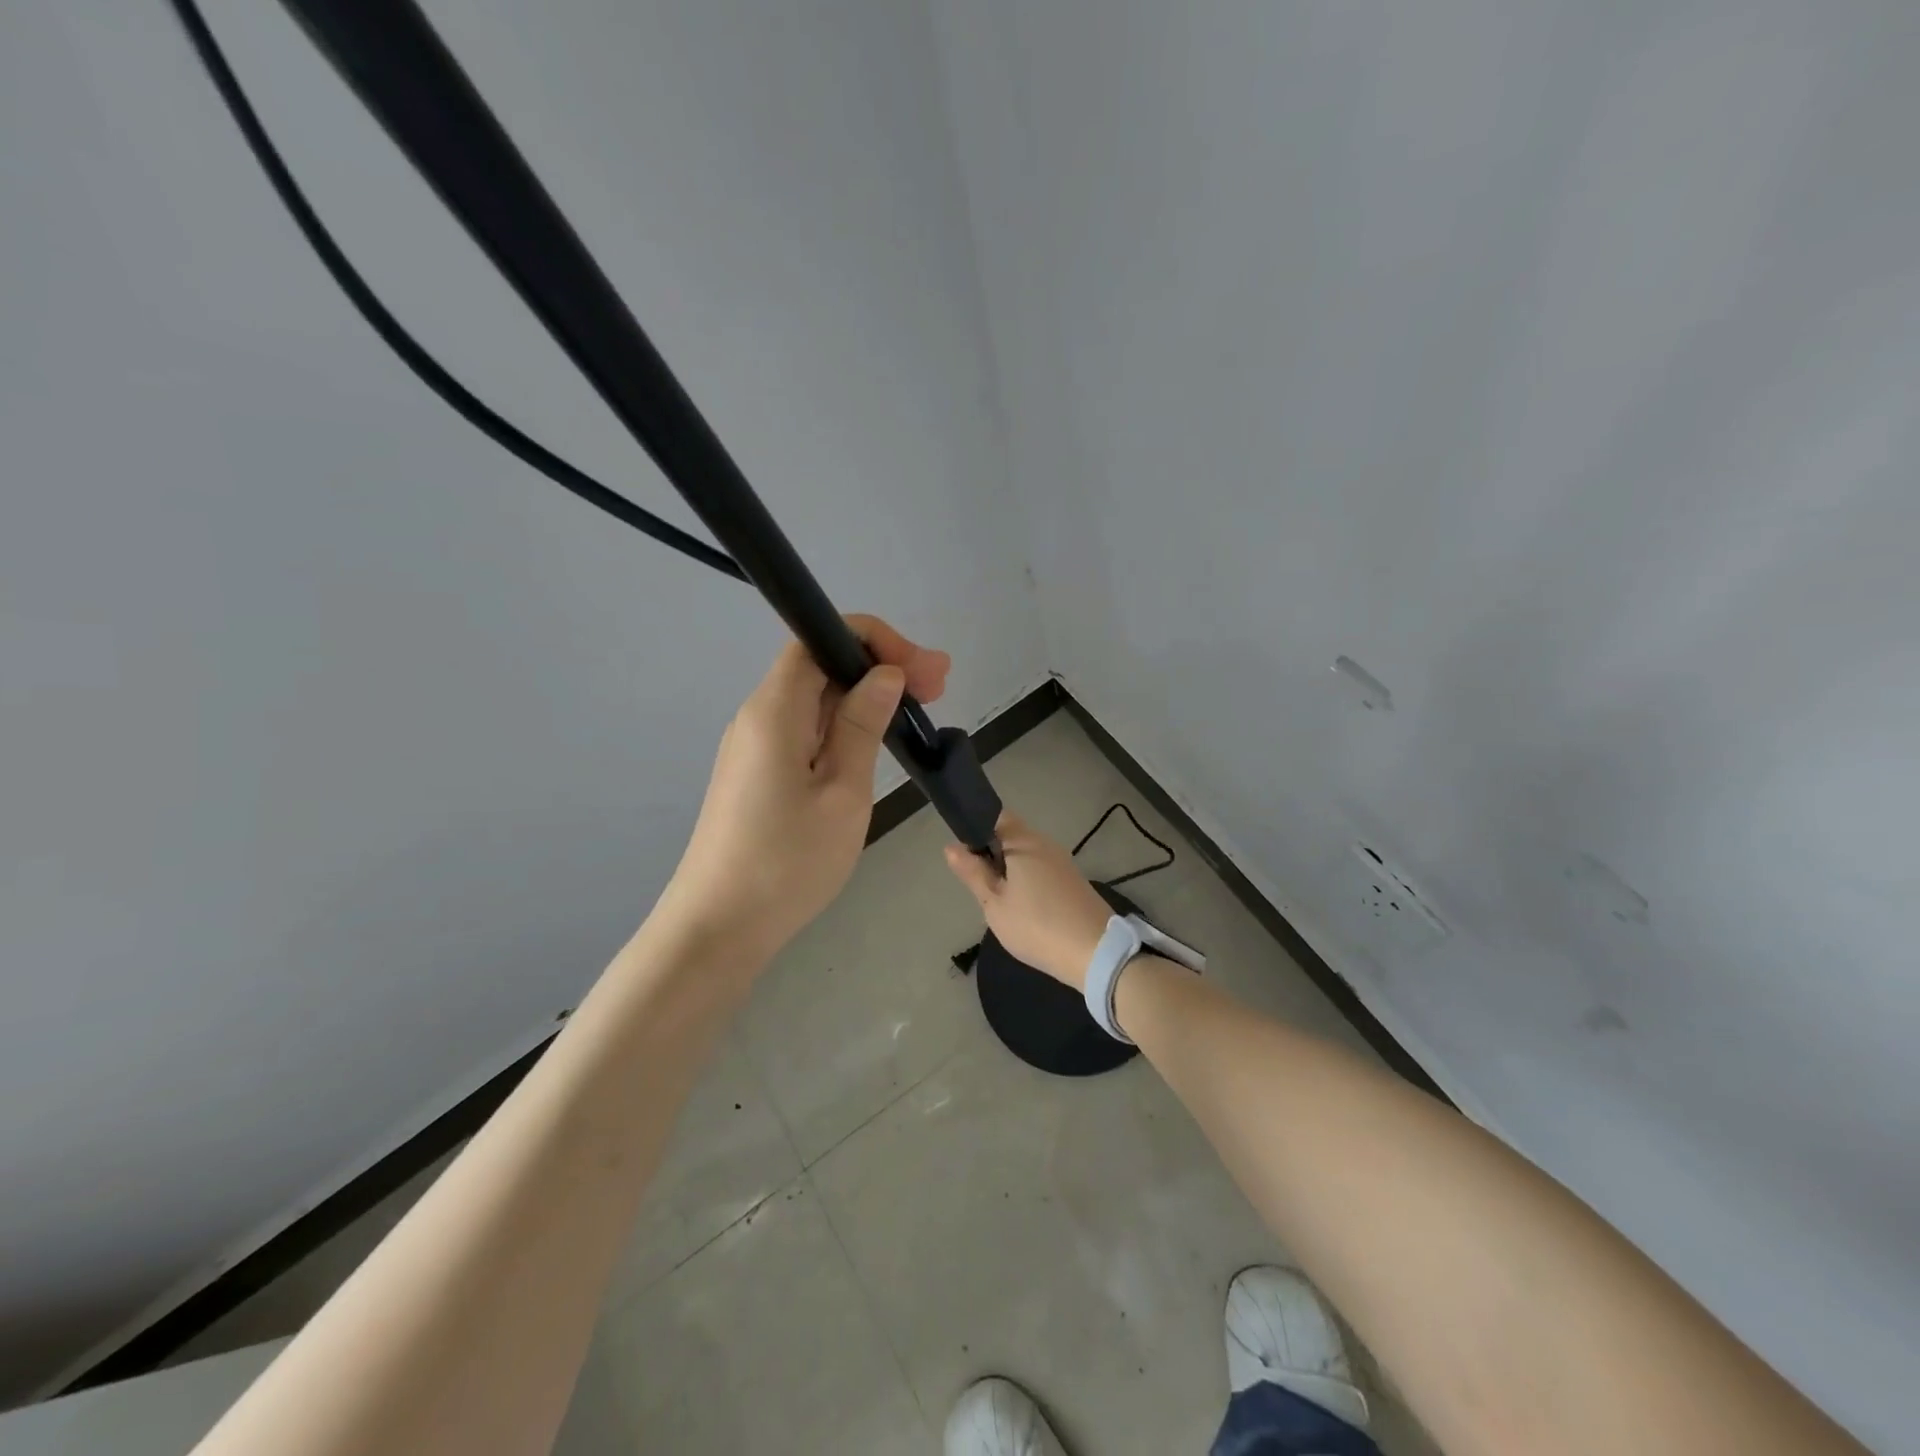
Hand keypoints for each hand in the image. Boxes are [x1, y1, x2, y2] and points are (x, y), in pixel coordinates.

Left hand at [657, 615, 949, 961]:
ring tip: (920, 711)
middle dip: (880, 666)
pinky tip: (877, 742)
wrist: (718, 927)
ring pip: (816, 699)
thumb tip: (884, 674)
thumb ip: (863, 726)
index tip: (920, 670)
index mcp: (774, 710)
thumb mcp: (842, 792)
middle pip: (820, 665)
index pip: (819, 638)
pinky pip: (807, 729)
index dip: (873, 641)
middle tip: (938, 688)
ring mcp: (756, 745)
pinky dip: (846, 725)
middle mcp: (759, 716)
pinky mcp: (759, 772)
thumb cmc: (787, 862)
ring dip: (867, 697)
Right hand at [944, 813, 1112, 989]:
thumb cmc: (1037, 925)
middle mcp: (1045, 843)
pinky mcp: (1073, 880)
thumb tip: (951, 847)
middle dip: (992, 855)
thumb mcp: (995, 904)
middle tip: (980, 888)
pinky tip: (1024, 909)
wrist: (1095, 953)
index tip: (965, 858)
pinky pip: (1042, 870)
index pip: (995, 816)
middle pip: (1011, 836)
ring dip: (1010, 871)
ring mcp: (1063, 861)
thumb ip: (973, 873)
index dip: (975, 830)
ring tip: (1000, 902)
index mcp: (1024, 841)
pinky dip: (1028, 882)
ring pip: (1027, 855)